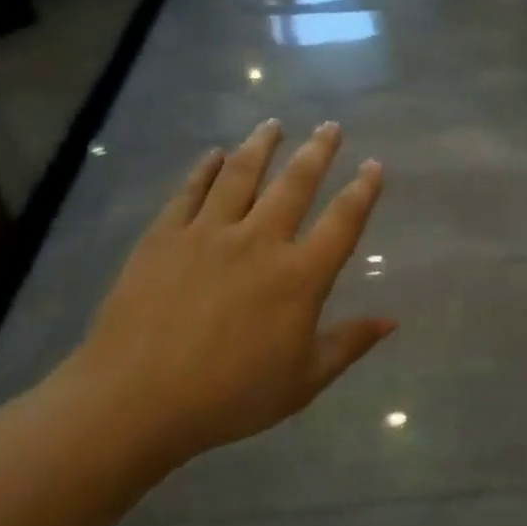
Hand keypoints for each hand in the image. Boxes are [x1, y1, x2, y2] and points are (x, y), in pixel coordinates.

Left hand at [64, 120, 393, 461]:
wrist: (135, 401)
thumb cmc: (230, 396)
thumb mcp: (303, 381)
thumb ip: (348, 344)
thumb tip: (392, 320)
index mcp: (299, 276)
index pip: (342, 221)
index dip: (363, 191)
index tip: (374, 165)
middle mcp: (259, 241)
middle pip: (295, 183)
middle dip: (318, 151)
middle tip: (331, 126)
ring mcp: (208, 234)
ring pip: (241, 174)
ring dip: (261, 146)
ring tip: (273, 124)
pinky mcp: (164, 237)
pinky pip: (190, 191)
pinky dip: (205, 169)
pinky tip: (214, 154)